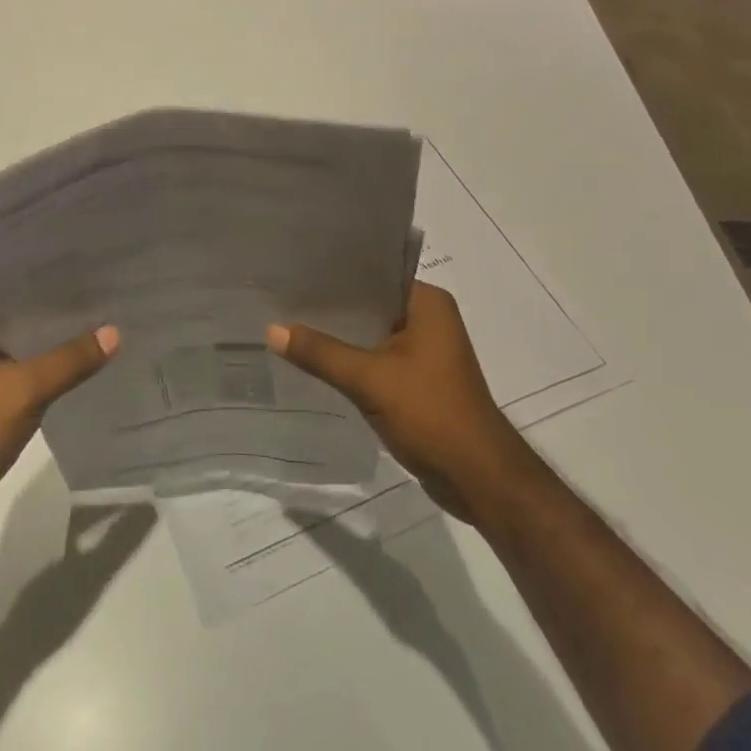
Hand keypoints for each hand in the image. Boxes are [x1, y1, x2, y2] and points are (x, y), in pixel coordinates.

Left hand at [0, 309, 117, 549]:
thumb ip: (70, 360)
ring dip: (63, 350)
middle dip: (64, 319)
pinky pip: (33, 382)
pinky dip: (57, 378)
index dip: (55, 285)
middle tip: (112, 301)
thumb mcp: (23, 389)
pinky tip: (91, 370)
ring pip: (32, 354)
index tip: (96, 275)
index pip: (18, 293)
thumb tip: (116, 331)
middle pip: (28, 323)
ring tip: (111, 329)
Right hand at [268, 281, 515, 522]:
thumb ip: (321, 353)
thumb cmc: (431, 414)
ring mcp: (426, 349)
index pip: (372, 272)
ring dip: (340, 334)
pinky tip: (316, 359)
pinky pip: (377, 357)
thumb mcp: (370, 380)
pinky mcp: (419, 378)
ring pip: (371, 332)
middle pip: (369, 303)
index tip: (293, 270)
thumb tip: (271, 330)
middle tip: (281, 296)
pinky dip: (352, 359)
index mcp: (426, 302)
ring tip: (290, 323)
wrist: (479, 480)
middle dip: (331, 305)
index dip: (333, 272)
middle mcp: (429, 317)